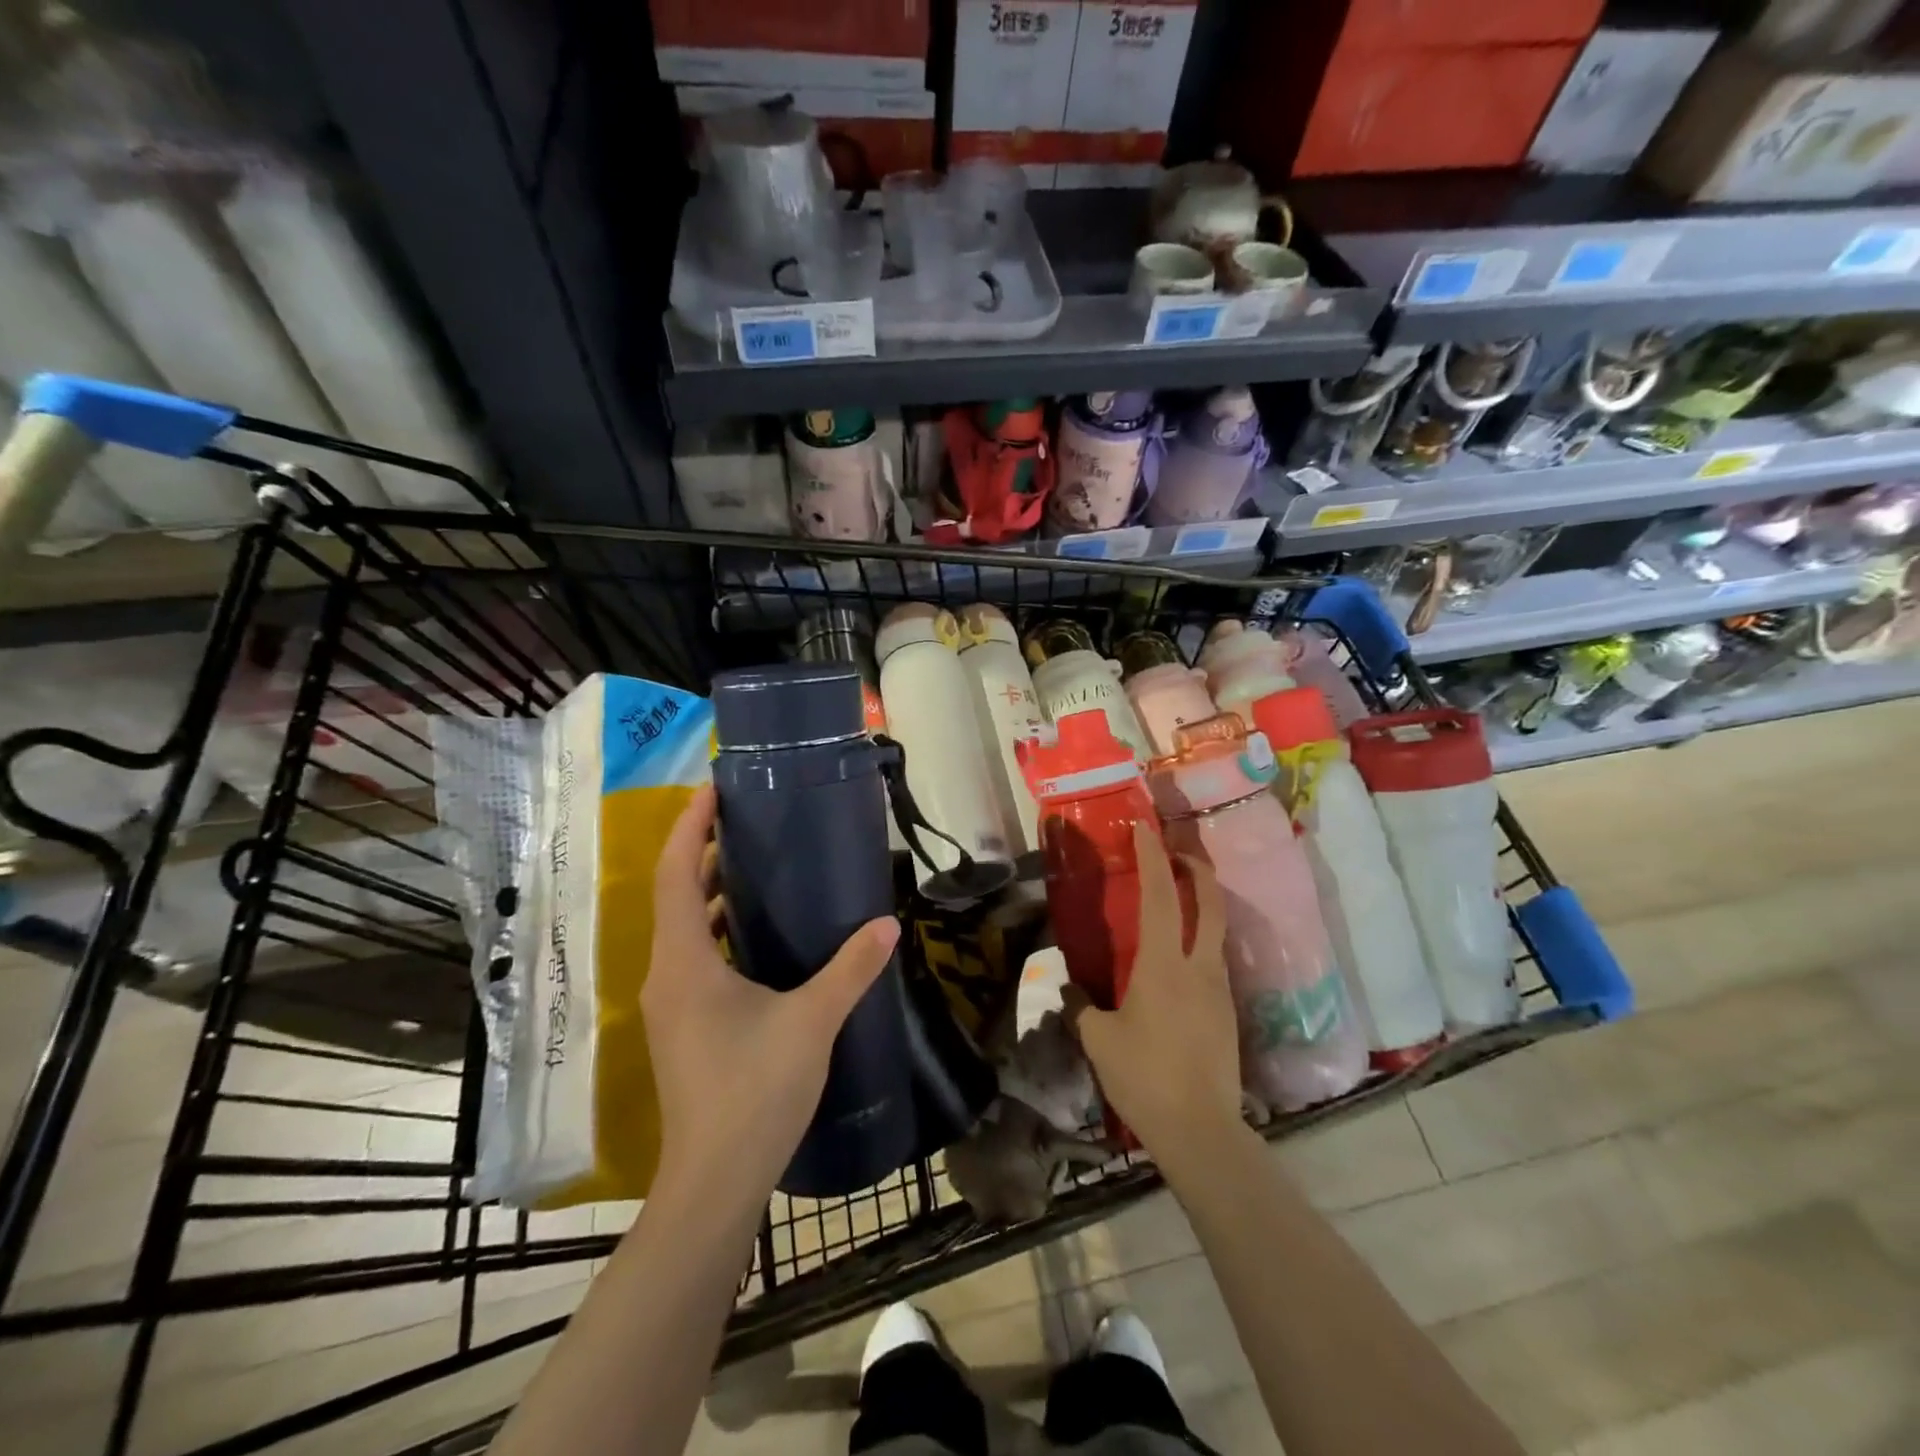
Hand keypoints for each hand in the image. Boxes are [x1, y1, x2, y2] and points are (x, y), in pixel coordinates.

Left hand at [643, 784, 900, 1202]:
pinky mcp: (684, 1025)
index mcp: (684, 962)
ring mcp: (671, 1003)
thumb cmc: (754, 1092)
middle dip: (706, 853)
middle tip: (750, 822)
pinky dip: (721, 930)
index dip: (691, 827)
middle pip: (677, 895)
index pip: (676, 874)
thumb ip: (850, 969)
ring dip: (714, 894)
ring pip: (686, 929)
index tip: (714, 790)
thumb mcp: (812, 1021)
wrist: (715, 1182)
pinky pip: (697, 957)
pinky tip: (762, 935)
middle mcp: (667, 974)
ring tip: (759, 866)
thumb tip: (887, 925)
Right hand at [1061, 823, 1240, 1163]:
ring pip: (1216, 930)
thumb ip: (1079, 1006)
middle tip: (1177, 851)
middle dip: (1196, 868)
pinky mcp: (1227, 1012)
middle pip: (1209, 902)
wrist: (1201, 1131)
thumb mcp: (1098, 1039)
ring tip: (1175, 901)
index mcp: (1163, 965)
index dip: (1152, 857)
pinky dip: (1198, 942)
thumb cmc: (1144, 1077)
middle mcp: (1198, 966)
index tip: (1144, 829)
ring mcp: (1219, 989)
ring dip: (1201, 904)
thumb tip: (1068, 988)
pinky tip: (1177, 961)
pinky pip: (1213, 962)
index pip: (1160, 896)